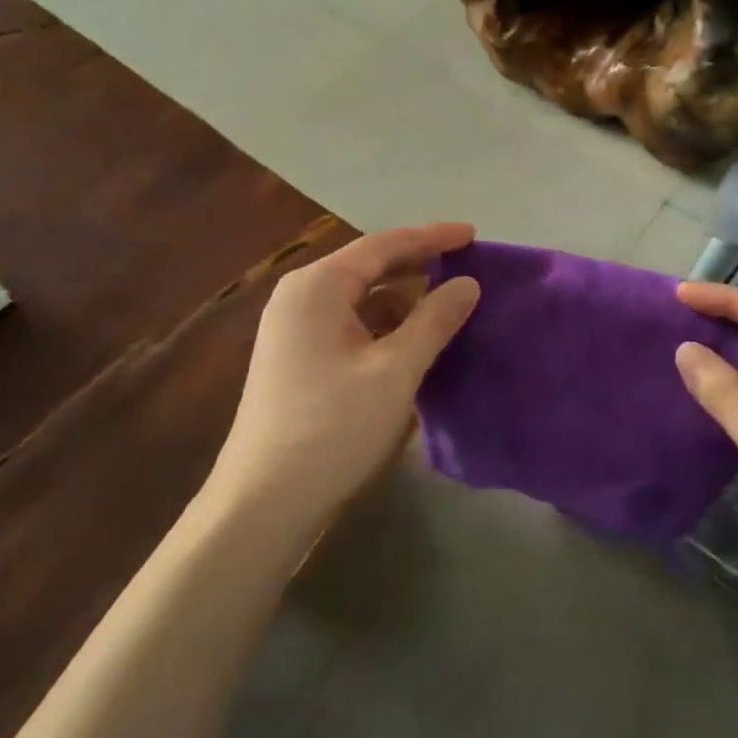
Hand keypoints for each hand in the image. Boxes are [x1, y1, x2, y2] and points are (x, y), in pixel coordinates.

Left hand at [211, 223, 480, 542]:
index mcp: (318, 286)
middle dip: (418, 264)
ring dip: (403, 297)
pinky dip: (385, 324)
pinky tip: (414, 338)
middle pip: (370, 266)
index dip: (432, 237)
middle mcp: (302, 296)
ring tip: (448, 302)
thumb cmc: (332, 428)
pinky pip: (351, 323)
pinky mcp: (299, 357)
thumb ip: (435, 321)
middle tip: (467, 265)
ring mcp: (296, 328)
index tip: (474, 234)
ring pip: (361, 297)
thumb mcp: (395, 371)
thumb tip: (469, 283)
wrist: (263, 502)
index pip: (384, 244)